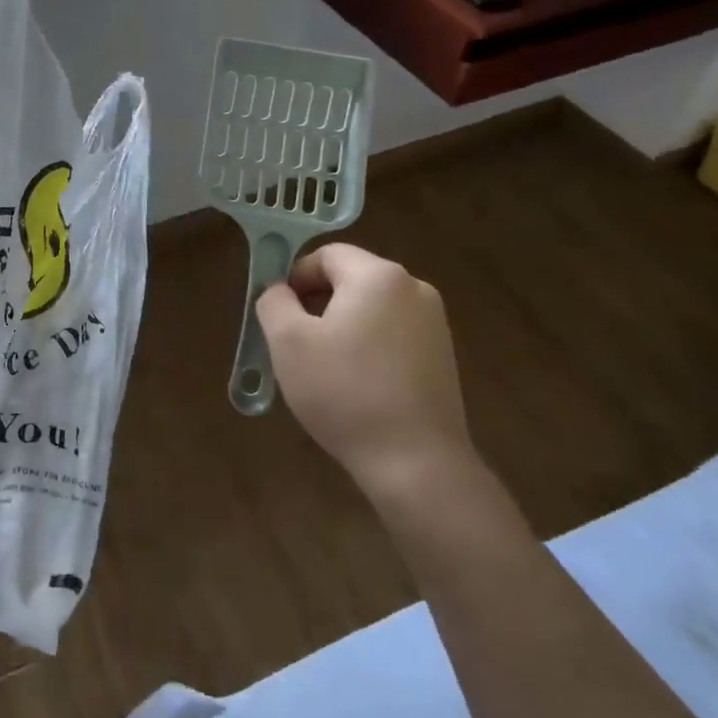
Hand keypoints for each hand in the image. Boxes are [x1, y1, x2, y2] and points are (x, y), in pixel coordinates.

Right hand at [255, 244, 473, 502]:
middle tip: (295, 341)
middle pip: (351, 279)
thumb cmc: (344, 392)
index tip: (280, 313)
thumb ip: (274, 302)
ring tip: (324, 367)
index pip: (326, 255)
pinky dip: (368, 346)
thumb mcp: (288, 342)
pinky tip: (355, 384)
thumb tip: (279, 291)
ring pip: (372, 308)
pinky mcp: (443, 356)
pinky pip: (393, 333)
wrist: (416, 463)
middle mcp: (413, 288)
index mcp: (378, 276)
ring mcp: (434, 323)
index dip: (295, 277)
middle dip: (317, 302)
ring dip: (342, 325)